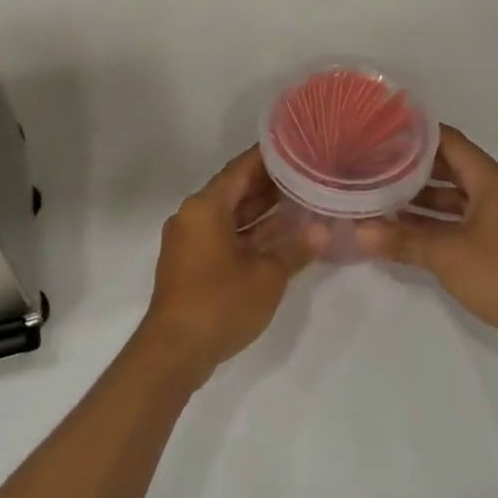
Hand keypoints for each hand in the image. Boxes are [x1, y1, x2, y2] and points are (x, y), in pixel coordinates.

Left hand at [136, 147, 317, 386]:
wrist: (175, 350)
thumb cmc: (220, 303)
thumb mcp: (266, 276)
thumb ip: (295, 249)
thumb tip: (322, 231)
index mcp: (206, 207)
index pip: (241, 169)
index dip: (269, 158)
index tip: (296, 147)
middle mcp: (193, 215)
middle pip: (234, 190)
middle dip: (269, 184)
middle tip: (306, 173)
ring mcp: (190, 240)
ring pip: (230, 215)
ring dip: (261, 210)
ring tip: (300, 199)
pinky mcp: (191, 263)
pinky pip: (223, 235)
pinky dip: (248, 233)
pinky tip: (279, 235)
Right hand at [366, 126, 497, 364]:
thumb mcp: (446, 255)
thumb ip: (402, 241)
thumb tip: (358, 233)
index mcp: (491, 180)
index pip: (448, 141)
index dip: (415, 135)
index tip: (381, 133)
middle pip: (450, 168)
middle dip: (412, 169)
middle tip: (374, 166)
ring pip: (456, 199)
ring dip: (422, 201)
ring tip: (381, 199)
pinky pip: (463, 222)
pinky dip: (437, 224)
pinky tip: (407, 233)